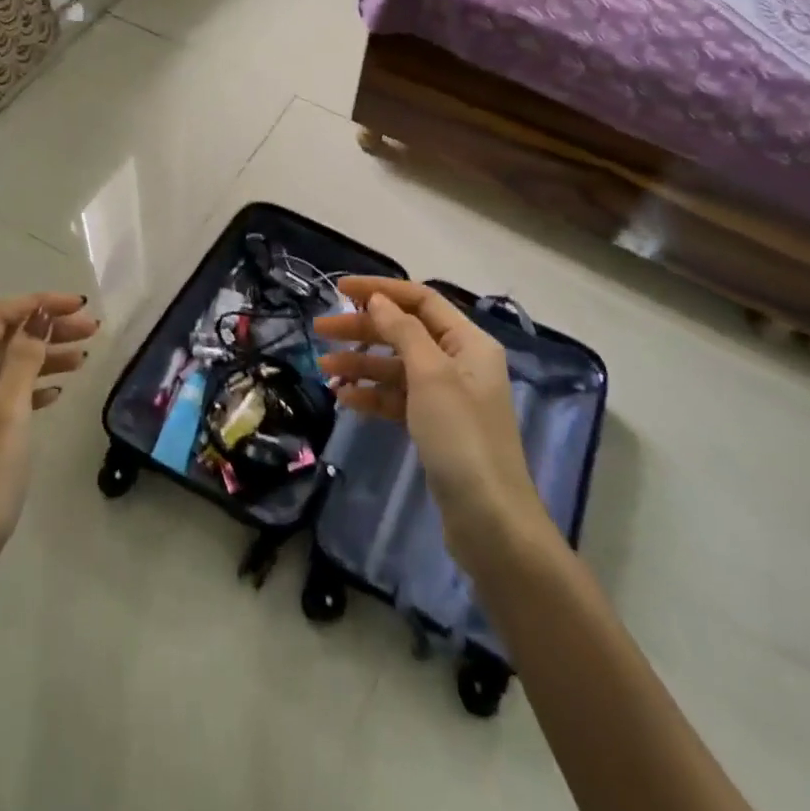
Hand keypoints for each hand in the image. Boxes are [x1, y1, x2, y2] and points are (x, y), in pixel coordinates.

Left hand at [0, 294, 97, 595]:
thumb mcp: (6, 419)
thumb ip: (23, 362)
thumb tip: (38, 316)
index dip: (40, 304)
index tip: (82, 308)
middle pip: (2, 340)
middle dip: (47, 329)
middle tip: (93, 333)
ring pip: (3, 369)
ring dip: (42, 358)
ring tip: (84, 360)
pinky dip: (29, 389)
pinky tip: (56, 394)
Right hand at [315, 278, 545, 572]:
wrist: (489, 521)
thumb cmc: (461, 437)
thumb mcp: (431, 375)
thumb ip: (402, 331)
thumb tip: (377, 300)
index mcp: (468, 342)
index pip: (420, 300)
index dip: (380, 290)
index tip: (339, 289)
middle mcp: (460, 362)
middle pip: (404, 331)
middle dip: (363, 328)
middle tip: (320, 329)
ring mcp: (448, 397)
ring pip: (397, 366)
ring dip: (362, 363)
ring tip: (324, 367)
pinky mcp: (436, 427)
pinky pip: (398, 399)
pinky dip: (372, 394)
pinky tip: (345, 398)